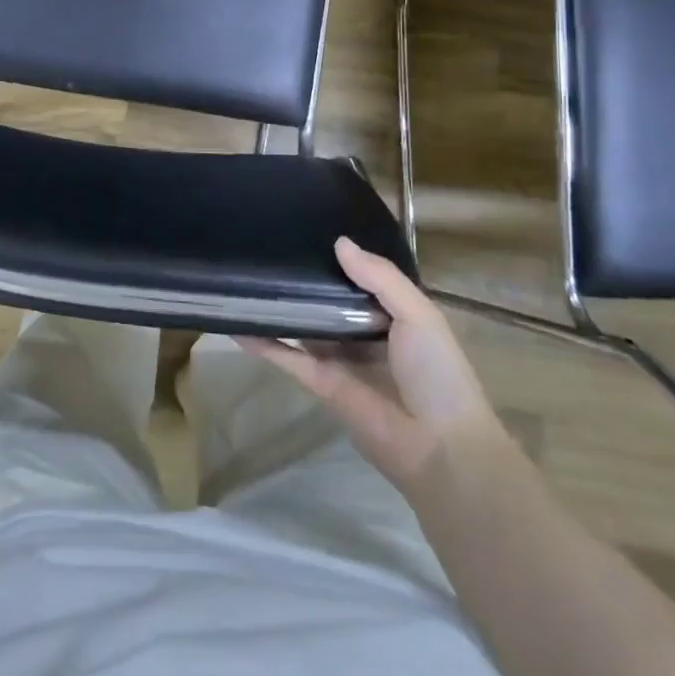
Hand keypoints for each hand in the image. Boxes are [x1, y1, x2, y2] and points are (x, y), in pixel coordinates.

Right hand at [244, 237, 499, 488]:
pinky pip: (287, 357)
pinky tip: (235, 323)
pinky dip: (262, 342)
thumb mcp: (419, 315)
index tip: (306, 227)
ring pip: (302, 325)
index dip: (336, 257)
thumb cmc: (437, 373)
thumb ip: (380, 278)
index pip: (358, 279)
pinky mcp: (320, 383)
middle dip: (302, 279)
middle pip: (325, 300)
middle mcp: (362, 333)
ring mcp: (339, 358)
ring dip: (278, 307)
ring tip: (243, 278)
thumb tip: (338, 242)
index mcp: (391, 315)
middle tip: (266, 245)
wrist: (439, 448)